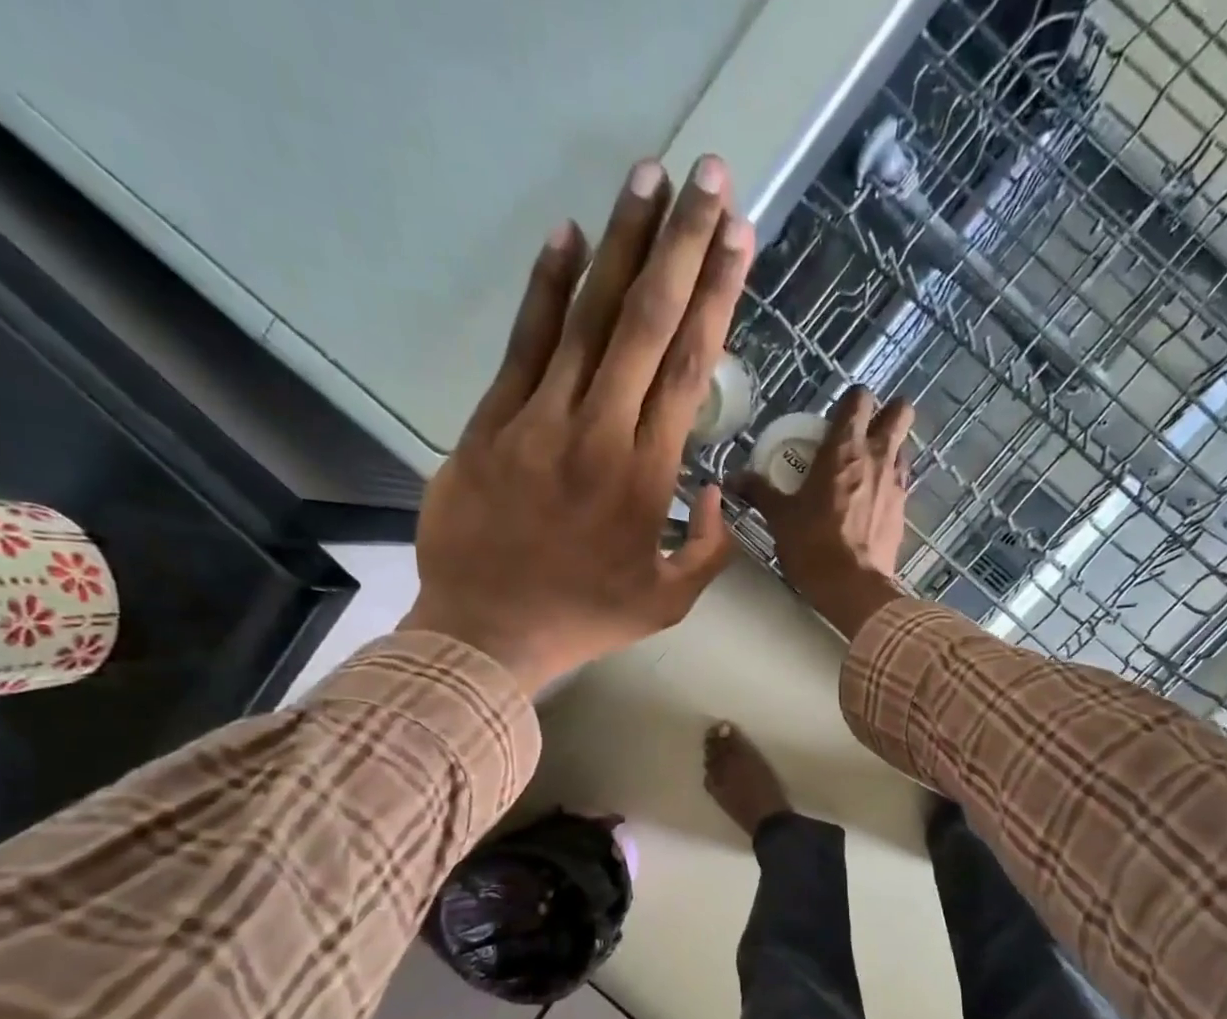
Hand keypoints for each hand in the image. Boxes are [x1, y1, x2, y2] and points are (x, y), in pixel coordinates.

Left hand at [402, 156, 754, 693]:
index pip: (688, 368)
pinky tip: (567, 235)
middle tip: (710, 181)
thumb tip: (716, 490)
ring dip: (623, 245)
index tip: (738, 240)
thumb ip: (710, 549)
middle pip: (646, 324)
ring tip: (651, 179)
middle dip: (684, 246)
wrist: (488, 631)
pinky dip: (546, 290)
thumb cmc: (586, 619)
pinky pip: (524, 345)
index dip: (716, 298)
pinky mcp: (491, 422)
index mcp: (647, 477)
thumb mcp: (670, 603)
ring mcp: (540, 421)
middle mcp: (599, 433)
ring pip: (587, 319)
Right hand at [734, 386, 914, 640]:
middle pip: (900, 412)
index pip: (859, 399)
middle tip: (865, 431)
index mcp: (844, 448)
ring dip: (891, 447)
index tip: (838, 415)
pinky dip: (891, 481)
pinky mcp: (904, 510)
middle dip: (888, 413)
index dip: (852, 401)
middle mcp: (877, 456)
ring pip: (904, 445)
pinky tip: (874, 499)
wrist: (852, 588)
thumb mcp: (780, 517)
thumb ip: (759, 491)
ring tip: (869, 466)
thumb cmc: (812, 546)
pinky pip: (902, 481)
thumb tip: (733, 479)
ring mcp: (896, 482)